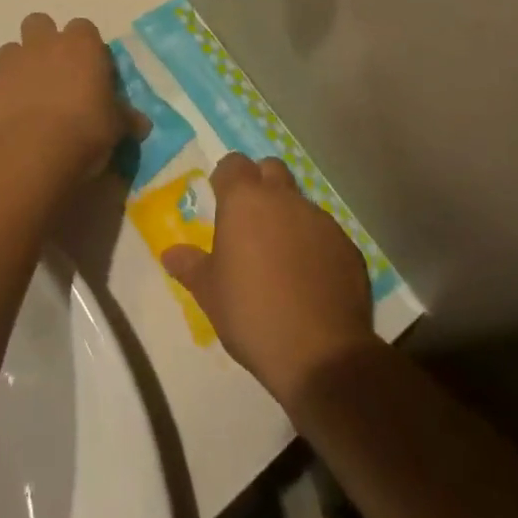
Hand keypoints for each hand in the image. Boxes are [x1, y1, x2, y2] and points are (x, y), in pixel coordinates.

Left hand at [0, 14, 137, 188]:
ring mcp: (8, 62)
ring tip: (26, 99)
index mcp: (79, 44)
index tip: (90, 73)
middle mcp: (42, 43)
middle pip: (39, 23)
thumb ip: (126, 118)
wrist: (30, 155)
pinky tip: (2, 117)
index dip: (86, 49)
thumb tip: (141, 123)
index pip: (84, 29)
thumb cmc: (84, 132)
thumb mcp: (116, 127)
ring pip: (9, 50)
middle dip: (43, 42)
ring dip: (17, 68)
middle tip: (54, 75)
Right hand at [163, 154, 374, 407]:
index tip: (221, 201)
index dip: (226, 179)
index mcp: (245, 200)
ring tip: (282, 258)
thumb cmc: (253, 315)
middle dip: (260, 185)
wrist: (322, 354)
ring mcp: (320, 219)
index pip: (233, 163)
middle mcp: (283, 198)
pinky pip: (325, 233)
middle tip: (251, 222)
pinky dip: (315, 245)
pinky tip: (310, 280)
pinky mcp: (347, 245)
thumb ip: (190, 266)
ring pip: (300, 203)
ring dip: (289, 217)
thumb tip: (169, 254)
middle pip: (270, 170)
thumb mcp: (210, 294)